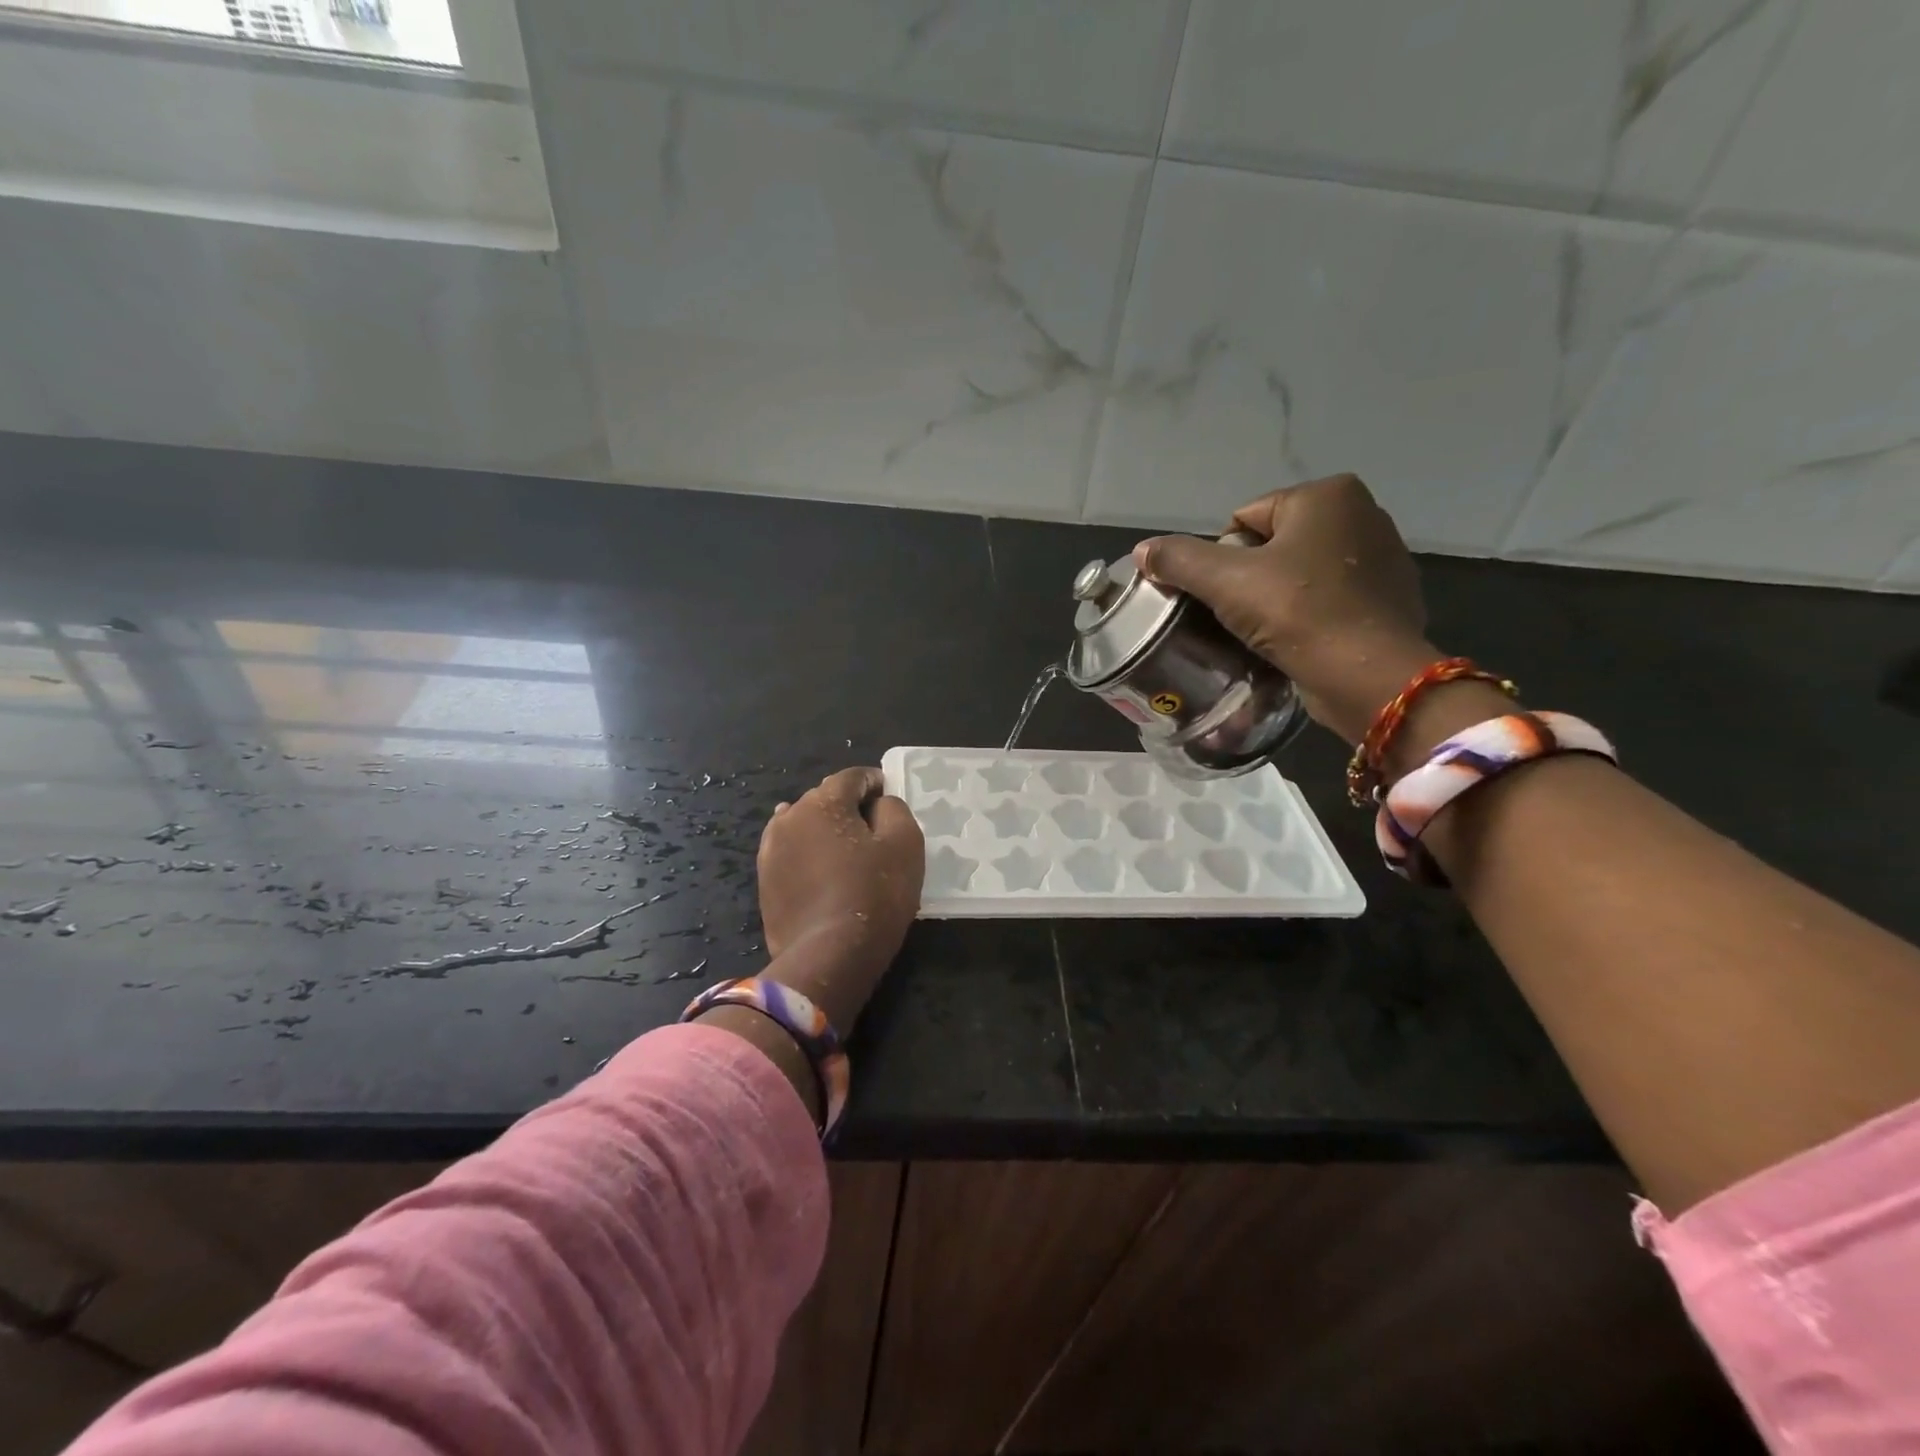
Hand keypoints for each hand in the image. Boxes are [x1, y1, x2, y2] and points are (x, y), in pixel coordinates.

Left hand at [755, 766, 923, 1029]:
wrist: (829, 956)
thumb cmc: (875, 893)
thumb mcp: (905, 843)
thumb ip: (894, 809)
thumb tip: (878, 804)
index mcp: (823, 802)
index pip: (852, 777)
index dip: (875, 783)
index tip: (890, 798)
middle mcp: (789, 817)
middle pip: (825, 799)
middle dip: (849, 807)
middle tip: (874, 830)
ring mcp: (771, 850)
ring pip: (804, 827)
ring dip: (825, 832)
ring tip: (846, 852)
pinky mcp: (765, 881)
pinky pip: (793, 855)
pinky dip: (809, 856)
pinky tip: (822, 870)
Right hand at [1133, 474, 1433, 744]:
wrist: (1367, 676)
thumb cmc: (1297, 613)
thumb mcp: (1225, 582)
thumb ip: (1179, 560)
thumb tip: (1142, 550)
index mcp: (1327, 494)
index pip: (1244, 520)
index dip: (1223, 559)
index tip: (1228, 596)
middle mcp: (1363, 513)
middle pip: (1272, 545)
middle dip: (1251, 578)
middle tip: (1244, 617)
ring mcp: (1383, 557)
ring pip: (1300, 574)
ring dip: (1279, 598)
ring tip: (1269, 633)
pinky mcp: (1390, 598)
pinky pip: (1329, 599)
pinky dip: (1310, 615)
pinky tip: (1300, 641)